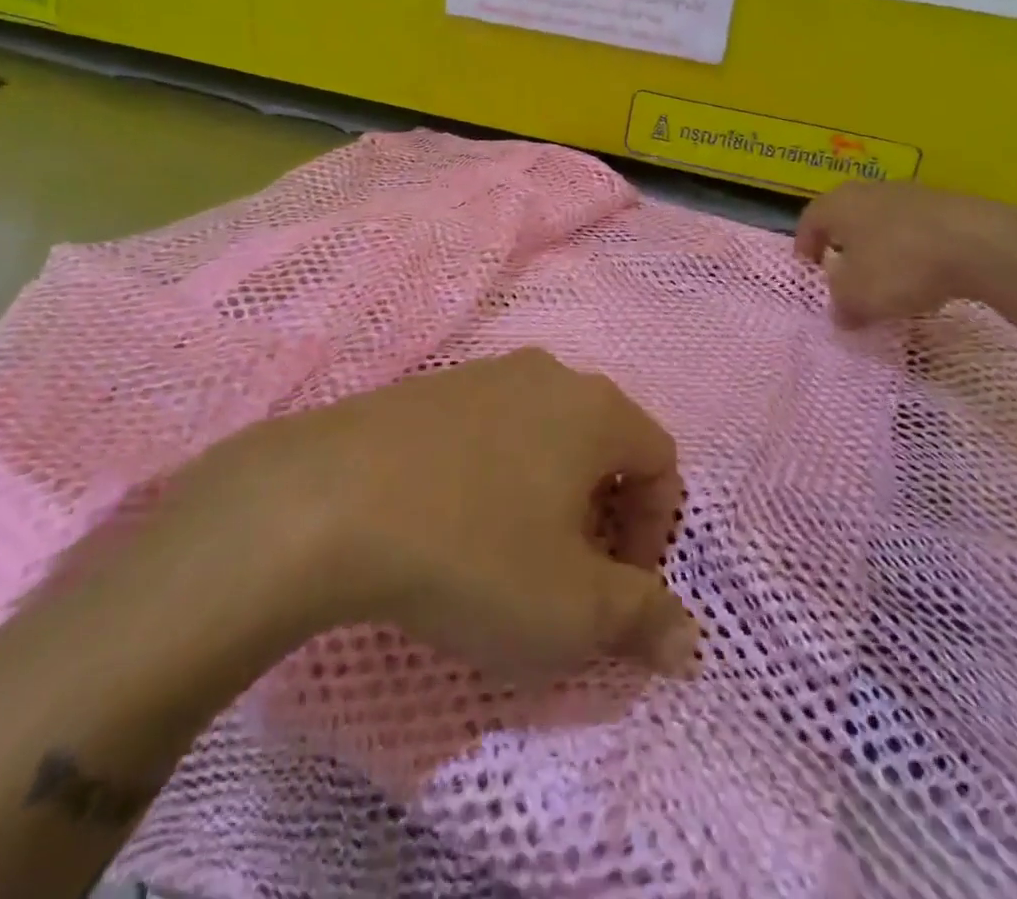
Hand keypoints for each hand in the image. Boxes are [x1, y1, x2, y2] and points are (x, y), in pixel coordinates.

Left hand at [146, 350, 698, 689]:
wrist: (326, 501)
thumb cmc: (473, 552)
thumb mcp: (572, 610)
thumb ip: (643, 619)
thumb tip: (690, 641)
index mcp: (595, 408)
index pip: (660, 463)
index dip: (655, 533)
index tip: (619, 590)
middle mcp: (546, 375)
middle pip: (601, 445)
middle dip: (600, 516)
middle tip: (567, 577)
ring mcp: (481, 374)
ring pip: (542, 437)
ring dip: (545, 496)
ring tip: (508, 554)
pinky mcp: (427, 390)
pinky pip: (486, 433)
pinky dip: (492, 478)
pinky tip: (451, 523)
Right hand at [794, 179, 1016, 326]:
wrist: (980, 244)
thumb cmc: (900, 266)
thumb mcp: (858, 298)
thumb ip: (841, 306)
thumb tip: (841, 313)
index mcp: (838, 205)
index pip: (809, 220)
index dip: (805, 245)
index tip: (809, 268)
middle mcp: (870, 191)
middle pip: (847, 217)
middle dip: (844, 245)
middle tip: (844, 272)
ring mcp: (912, 194)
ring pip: (883, 221)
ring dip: (880, 248)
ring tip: (887, 279)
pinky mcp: (948, 206)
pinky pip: (918, 229)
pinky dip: (913, 250)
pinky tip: (925, 276)